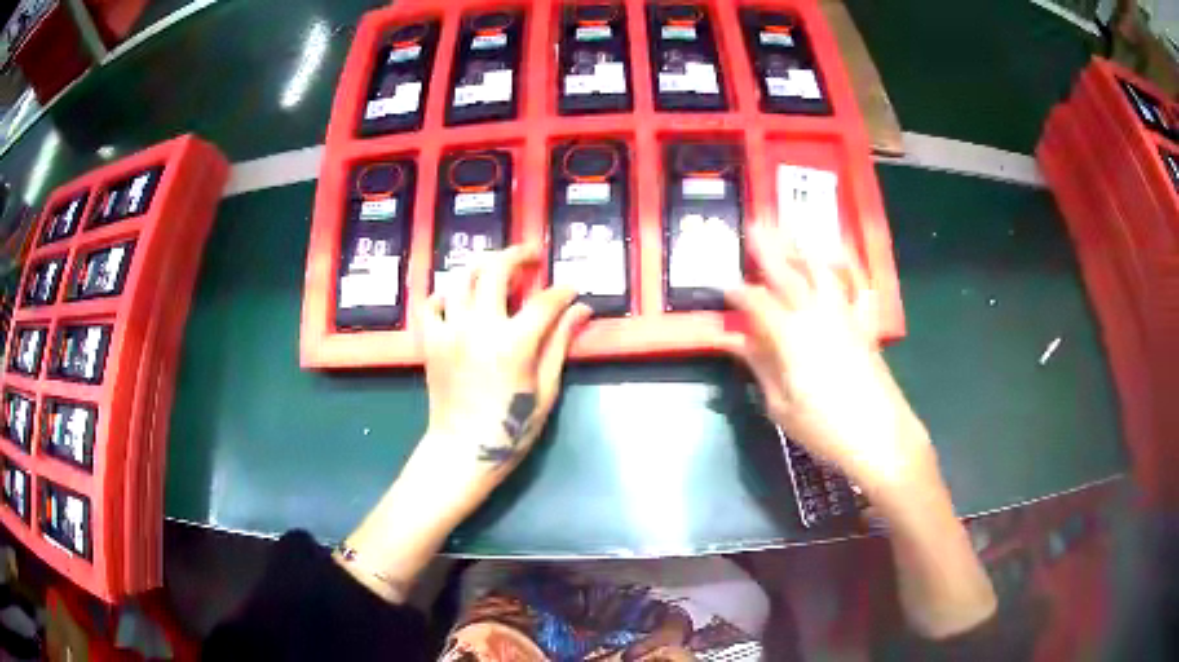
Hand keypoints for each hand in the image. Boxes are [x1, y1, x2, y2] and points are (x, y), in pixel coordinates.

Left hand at [412, 245, 591, 507]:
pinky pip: (432, 304)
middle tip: (532, 256)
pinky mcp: (431, 341)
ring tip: (497, 269)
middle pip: (496, 270)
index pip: (544, 301)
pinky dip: (445, 294)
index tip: (572, 289)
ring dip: (483, 267)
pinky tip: (459, 299)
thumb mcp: (546, 389)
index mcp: (514, 343)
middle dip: (518, 255)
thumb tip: (581, 310)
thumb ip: (560, 344)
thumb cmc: (511, 427)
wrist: (463, 451)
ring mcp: (450, 331)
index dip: (563, 290)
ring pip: (462, 278)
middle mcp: (479, 327)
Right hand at [722, 224, 936, 502]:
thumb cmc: (825, 428)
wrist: (880, 437)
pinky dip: (849, 268)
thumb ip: (759, 366)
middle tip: (753, 225)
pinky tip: (841, 257)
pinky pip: (858, 287)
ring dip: (805, 247)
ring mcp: (845, 316)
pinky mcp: (865, 324)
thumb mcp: (781, 406)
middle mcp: (817, 315)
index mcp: (790, 336)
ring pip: (823, 270)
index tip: (723, 285)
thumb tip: (734, 341)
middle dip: (768, 248)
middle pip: (788, 273)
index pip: (757, 303)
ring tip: (792, 228)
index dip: (738, 291)